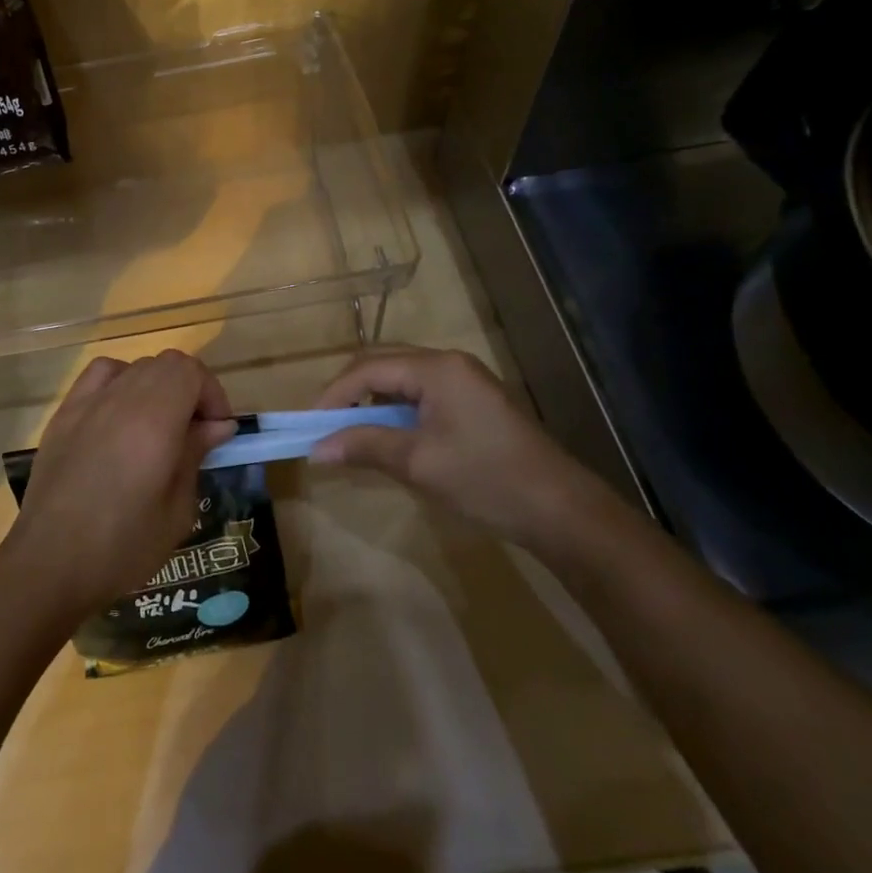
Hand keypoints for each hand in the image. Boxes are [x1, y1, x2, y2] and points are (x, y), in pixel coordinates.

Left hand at [0, 350, 236, 625]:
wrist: (49, 564)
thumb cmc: (123, 546)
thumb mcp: (177, 510)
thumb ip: (195, 455)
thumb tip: (216, 425)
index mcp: (154, 420)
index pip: (191, 371)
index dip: (212, 394)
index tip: (217, 431)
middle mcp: (120, 398)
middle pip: (165, 364)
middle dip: (189, 390)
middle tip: (194, 433)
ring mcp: (87, 402)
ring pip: (134, 367)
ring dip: (156, 386)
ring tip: (158, 426)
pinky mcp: (64, 414)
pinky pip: (99, 376)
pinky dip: (120, 383)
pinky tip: (120, 417)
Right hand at [311, 346, 607, 547]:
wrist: (561, 510)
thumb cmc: (486, 480)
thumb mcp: (418, 463)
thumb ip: (364, 446)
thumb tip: (316, 450)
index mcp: (436, 368)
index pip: (368, 368)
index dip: (334, 394)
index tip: (310, 425)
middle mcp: (448, 362)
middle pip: (383, 362)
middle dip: (349, 390)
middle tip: (325, 423)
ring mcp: (464, 379)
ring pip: (401, 376)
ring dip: (371, 398)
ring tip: (349, 429)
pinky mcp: (473, 399)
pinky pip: (420, 391)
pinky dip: (395, 407)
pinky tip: (387, 433)